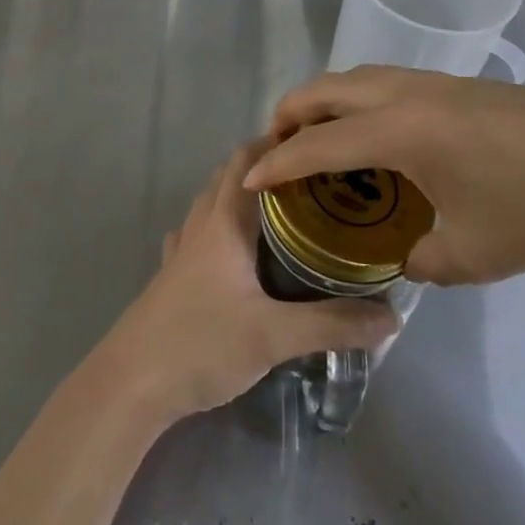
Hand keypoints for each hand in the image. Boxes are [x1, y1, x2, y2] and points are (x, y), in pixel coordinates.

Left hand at [95, 143, 398, 424]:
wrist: (133, 382)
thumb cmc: (201, 343)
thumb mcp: (273, 336)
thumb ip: (331, 324)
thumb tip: (391, 315)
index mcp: (222, 223)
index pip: (245, 162)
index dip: (274, 144)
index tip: (314, 143)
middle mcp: (200, 226)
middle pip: (227, 178)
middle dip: (264, 169)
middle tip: (309, 180)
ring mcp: (181, 251)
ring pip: (211, 205)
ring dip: (240, 197)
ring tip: (281, 211)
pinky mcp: (172, 277)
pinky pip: (199, 236)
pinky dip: (220, 229)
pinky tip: (236, 251)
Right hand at [245, 66, 524, 284]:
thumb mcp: (475, 253)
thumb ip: (422, 258)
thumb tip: (401, 256)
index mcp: (399, 130)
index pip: (317, 143)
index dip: (276, 163)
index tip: (247, 180)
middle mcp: (405, 93)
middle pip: (325, 89)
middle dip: (289, 115)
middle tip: (276, 151)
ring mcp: (434, 83)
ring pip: (355, 78)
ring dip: (324, 102)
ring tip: (320, 141)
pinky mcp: (459, 85)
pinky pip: (384, 83)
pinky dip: (357, 101)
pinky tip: (378, 138)